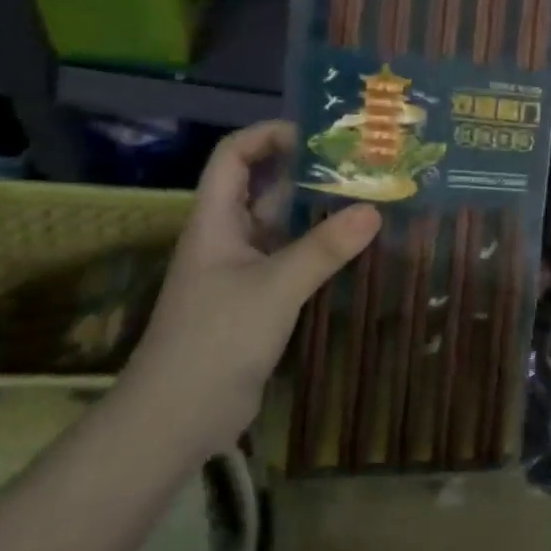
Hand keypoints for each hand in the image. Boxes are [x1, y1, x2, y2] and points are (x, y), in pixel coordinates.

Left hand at [127, 121, 379, 453]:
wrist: (177, 418)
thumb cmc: (215, 340)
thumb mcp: (274, 288)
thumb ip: (324, 249)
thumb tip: (374, 209)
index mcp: (215, 220)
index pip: (233, 155)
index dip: (268, 135)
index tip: (316, 132)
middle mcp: (227, 237)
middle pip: (262, 186)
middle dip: (306, 170)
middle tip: (358, 162)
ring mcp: (241, 270)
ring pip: (280, 226)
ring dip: (316, 211)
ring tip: (367, 197)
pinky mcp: (256, 301)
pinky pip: (289, 260)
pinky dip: (318, 249)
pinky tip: (354, 249)